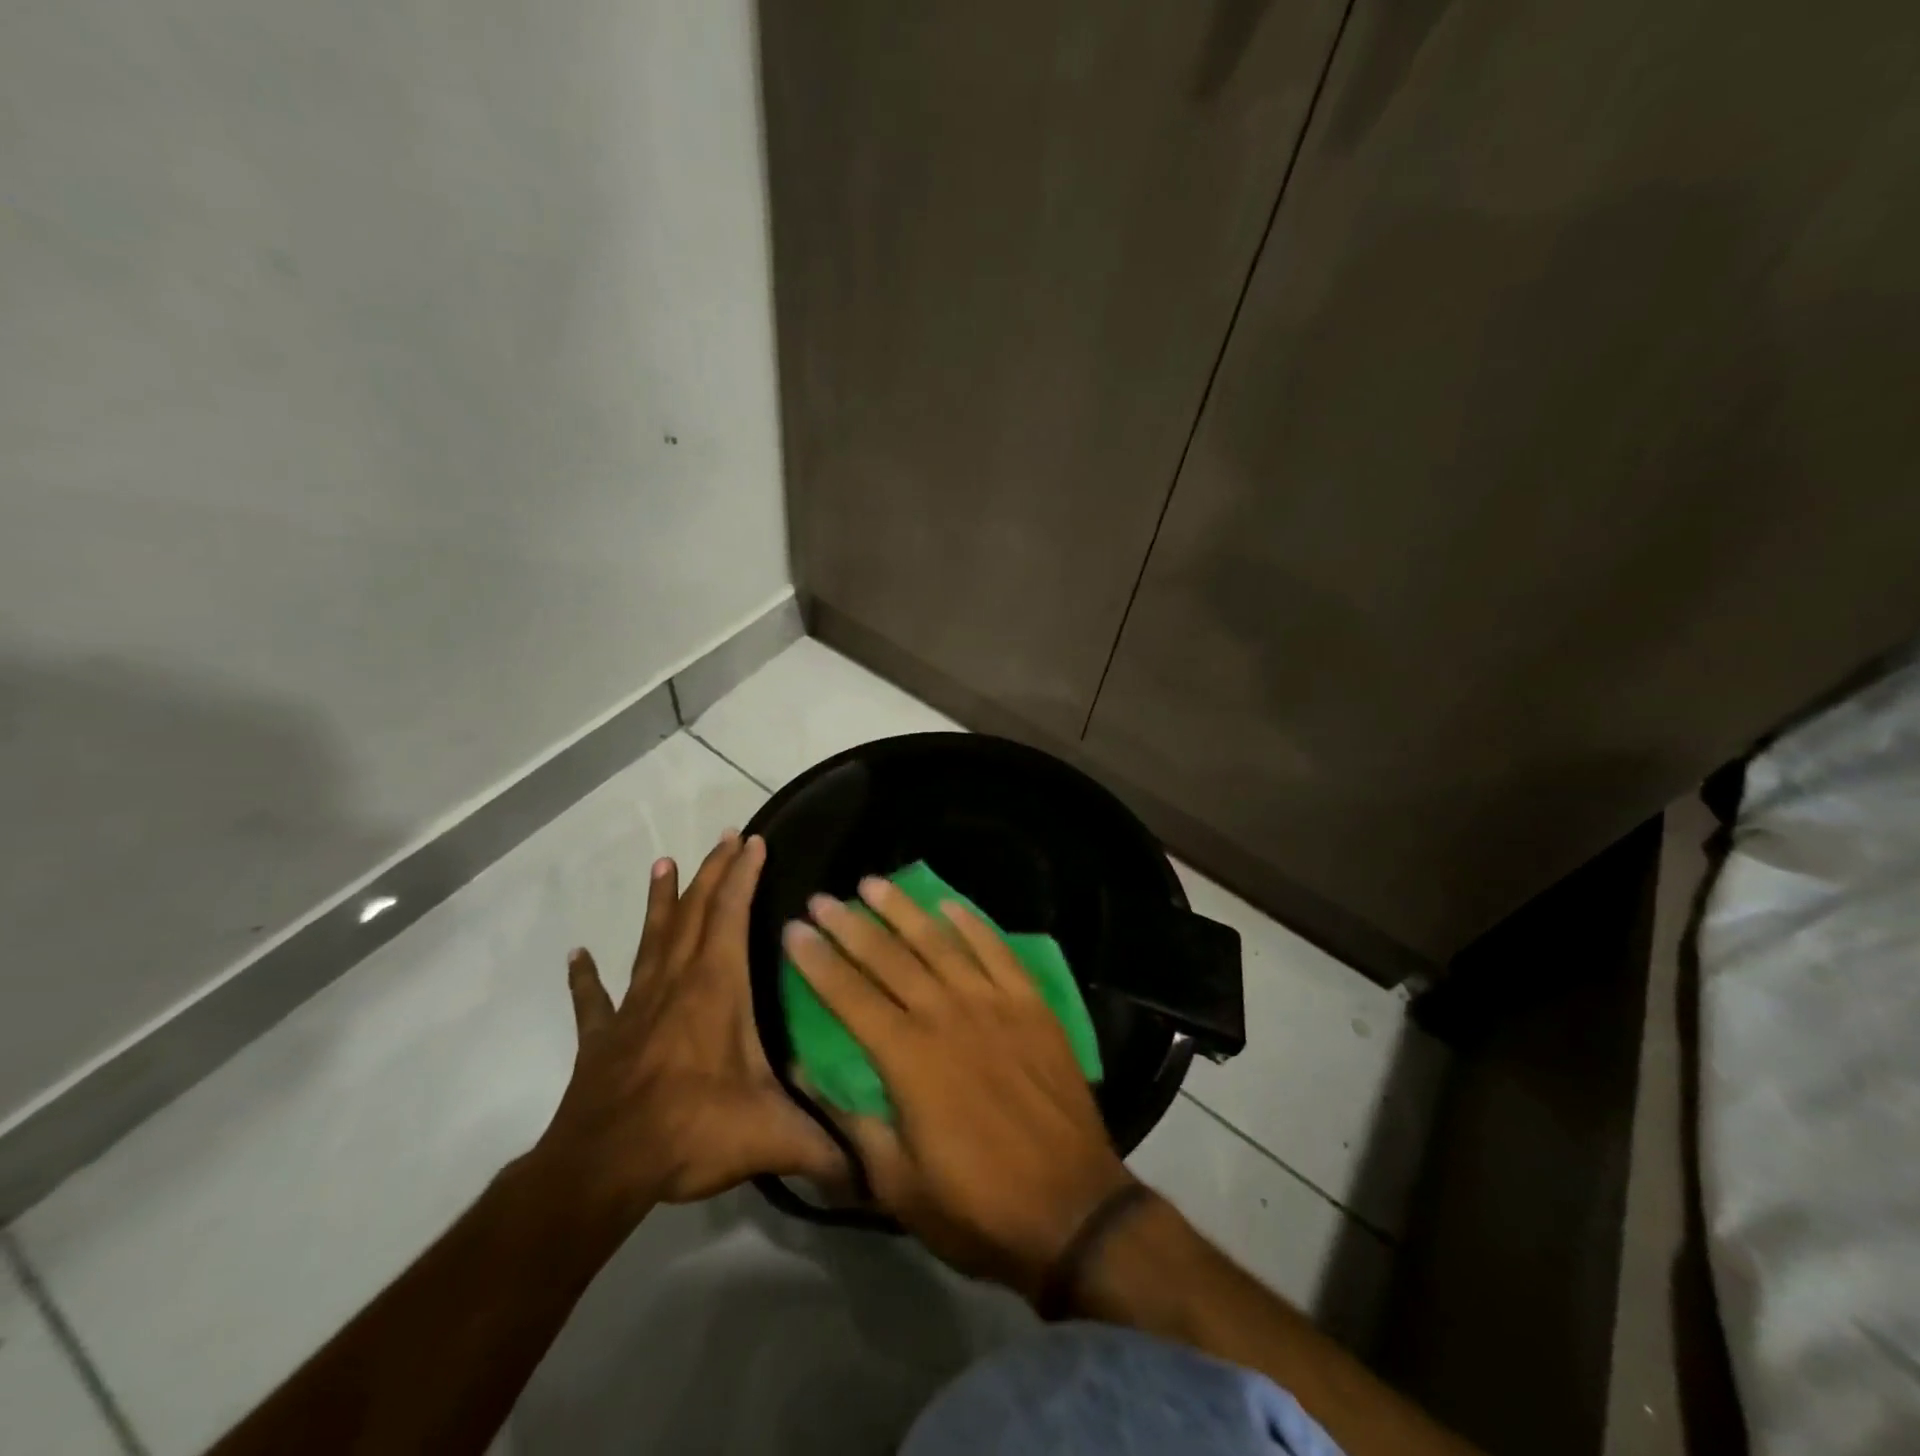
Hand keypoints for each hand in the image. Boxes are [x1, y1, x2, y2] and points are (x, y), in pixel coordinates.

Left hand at [535, 832, 841, 1222]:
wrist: (603, 1167)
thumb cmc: (692, 1130)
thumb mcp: (772, 1135)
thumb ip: (826, 1148)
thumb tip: (876, 1173)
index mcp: (717, 988)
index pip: (733, 914)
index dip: (744, 875)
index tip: (754, 841)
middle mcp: (676, 982)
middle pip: (696, 912)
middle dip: (713, 871)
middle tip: (725, 836)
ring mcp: (635, 1007)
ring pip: (650, 940)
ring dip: (659, 902)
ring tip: (662, 864)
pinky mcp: (603, 1038)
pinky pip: (593, 999)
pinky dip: (585, 978)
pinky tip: (576, 956)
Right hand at [782, 879, 1133, 1299]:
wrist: (1072, 1208)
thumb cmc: (977, 1205)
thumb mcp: (897, 1184)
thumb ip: (851, 1121)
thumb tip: (805, 1071)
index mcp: (907, 1057)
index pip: (849, 995)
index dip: (818, 961)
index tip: (793, 929)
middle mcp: (946, 1015)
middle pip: (888, 958)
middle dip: (850, 925)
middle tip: (822, 897)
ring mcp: (994, 1003)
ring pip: (939, 942)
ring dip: (903, 910)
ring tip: (874, 883)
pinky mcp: (1032, 1004)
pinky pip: (997, 950)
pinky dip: (972, 924)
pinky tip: (949, 905)